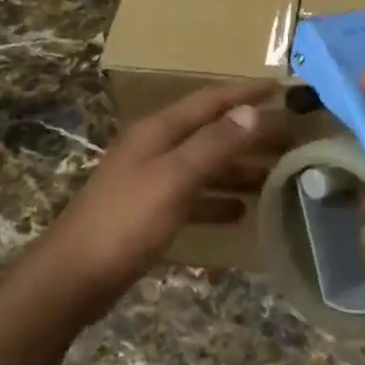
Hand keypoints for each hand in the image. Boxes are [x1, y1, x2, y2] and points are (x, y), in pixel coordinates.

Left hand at [31, 81, 283, 325]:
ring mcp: (150, 180)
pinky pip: (193, 196)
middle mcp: (154, 148)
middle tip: (289, 138)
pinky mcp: (149, 211)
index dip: (244, 92)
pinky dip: (217, 199)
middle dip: (248, 133)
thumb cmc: (126, 222)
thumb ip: (214, 144)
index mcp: (158, 131)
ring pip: (204, 165)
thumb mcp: (175, 178)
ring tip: (275, 175)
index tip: (280, 88)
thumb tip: (252, 111)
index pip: (209, 101)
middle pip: (210, 132)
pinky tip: (240, 212)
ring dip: (238, 168)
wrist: (74, 276)